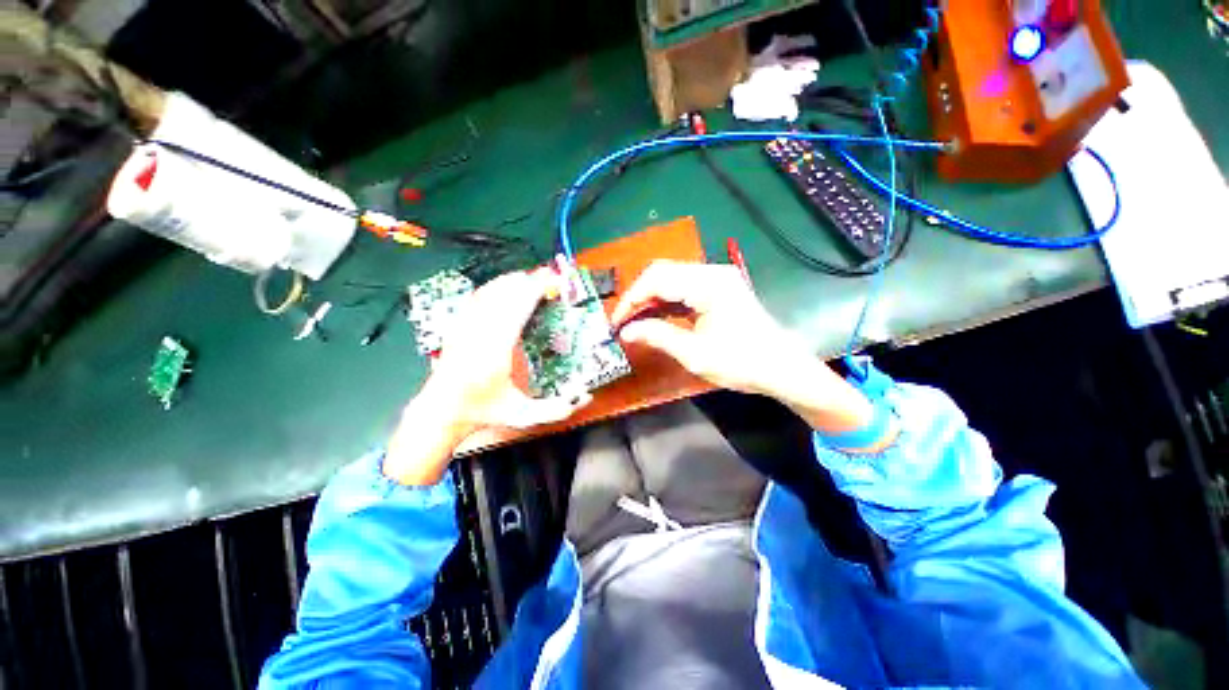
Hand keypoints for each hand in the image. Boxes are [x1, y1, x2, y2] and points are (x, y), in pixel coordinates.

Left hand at [384, 269, 588, 484]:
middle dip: (529, 281)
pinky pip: (476, 297)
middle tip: (550, 277)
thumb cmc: (483, 412)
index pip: (518, 309)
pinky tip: (505, 286)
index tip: (554, 282)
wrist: (441, 411)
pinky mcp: (457, 326)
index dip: (536, 290)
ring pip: (490, 292)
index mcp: (496, 352)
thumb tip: (586, 397)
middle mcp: (479, 333)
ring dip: (513, 281)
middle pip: (505, 294)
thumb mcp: (523, 415)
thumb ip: (556, 409)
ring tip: (532, 278)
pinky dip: (494, 287)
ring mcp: (465, 327)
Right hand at [613, 261, 881, 444]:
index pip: (657, 278)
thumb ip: (658, 337)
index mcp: (709, 284)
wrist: (783, 369)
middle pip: (663, 273)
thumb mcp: (695, 354)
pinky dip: (666, 303)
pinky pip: (683, 289)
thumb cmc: (742, 363)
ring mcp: (717, 279)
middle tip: (624, 323)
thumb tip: (626, 332)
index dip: (631, 299)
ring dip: (651, 300)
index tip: (616, 322)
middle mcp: (712, 273)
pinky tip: (655, 318)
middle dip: (638, 297)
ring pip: (671, 280)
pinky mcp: (719, 290)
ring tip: (635, 322)